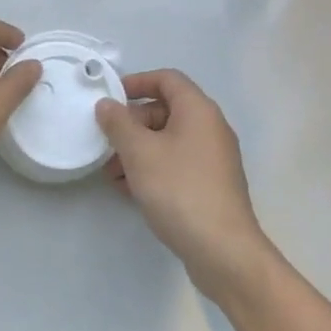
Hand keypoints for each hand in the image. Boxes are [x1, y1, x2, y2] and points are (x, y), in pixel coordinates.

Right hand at [97, 70, 273, 298]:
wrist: (224, 251)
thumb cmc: (179, 190)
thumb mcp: (139, 153)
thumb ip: (118, 124)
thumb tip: (107, 105)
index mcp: (198, 110)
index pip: (167, 79)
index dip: (137, 82)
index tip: (110, 98)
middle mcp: (210, 128)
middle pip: (166, 110)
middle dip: (132, 124)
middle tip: (107, 143)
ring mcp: (213, 159)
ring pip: (169, 141)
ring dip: (138, 150)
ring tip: (112, 173)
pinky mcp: (211, 185)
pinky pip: (177, 164)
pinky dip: (153, 169)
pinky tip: (130, 190)